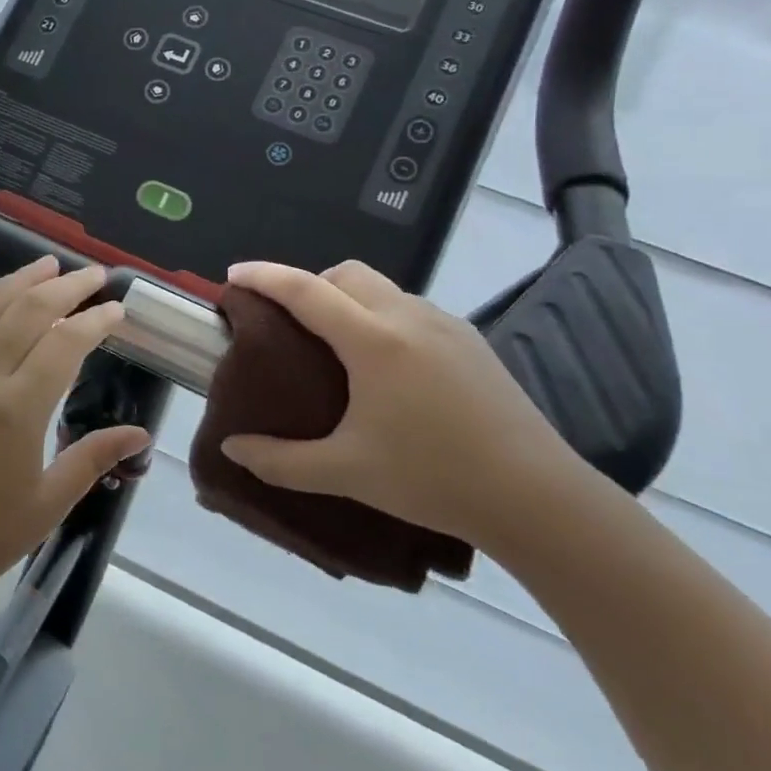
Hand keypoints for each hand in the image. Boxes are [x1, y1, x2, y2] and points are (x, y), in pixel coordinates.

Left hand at [0, 258, 149, 616]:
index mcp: (15, 409)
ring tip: (47, 265)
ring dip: (19, 281)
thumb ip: (94, 458)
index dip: (95, 321)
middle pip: (27, 310)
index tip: (117, 309)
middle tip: (95, 275)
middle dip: (66, 287)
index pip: (64, 343)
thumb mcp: (47, 504)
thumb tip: (141, 435)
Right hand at [218, 259, 586, 547]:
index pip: (306, 290)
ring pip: (383, 288)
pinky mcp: (472, 341)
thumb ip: (280, 461)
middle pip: (347, 274)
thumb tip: (232, 450)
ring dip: (347, 299)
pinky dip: (380, 316)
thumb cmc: (433, 479)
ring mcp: (447, 325)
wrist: (537, 497)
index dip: (265, 277)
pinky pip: (410, 309)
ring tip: (333, 346)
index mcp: (374, 341)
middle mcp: (409, 318)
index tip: (234, 274)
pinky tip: (384, 366)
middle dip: (308, 283)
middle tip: (286, 322)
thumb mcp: (346, 473)